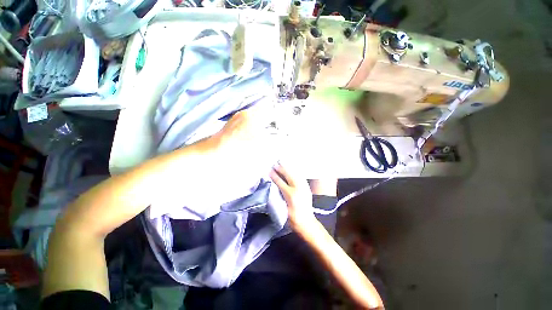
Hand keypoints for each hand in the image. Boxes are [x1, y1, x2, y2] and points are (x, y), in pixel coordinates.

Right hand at [270, 163, 316, 231]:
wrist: (306, 223)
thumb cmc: (292, 218)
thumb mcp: (283, 207)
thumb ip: (279, 195)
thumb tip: (273, 185)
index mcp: (290, 194)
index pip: (280, 182)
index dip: (274, 176)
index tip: (269, 171)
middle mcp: (298, 189)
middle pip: (288, 176)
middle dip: (282, 169)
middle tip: (276, 164)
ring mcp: (304, 188)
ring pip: (295, 175)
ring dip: (289, 169)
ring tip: (283, 164)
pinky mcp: (307, 189)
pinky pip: (301, 178)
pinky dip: (296, 173)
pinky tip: (293, 170)